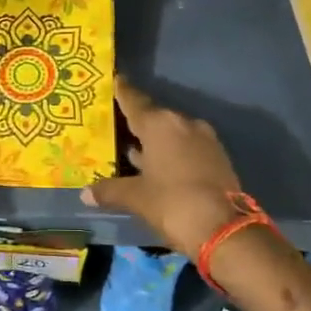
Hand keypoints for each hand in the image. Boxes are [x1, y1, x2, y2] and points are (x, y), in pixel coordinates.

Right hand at [83, 79, 244, 257]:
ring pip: (172, 133)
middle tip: (117, 126)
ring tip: (135, 151)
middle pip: (154, 116)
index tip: (115, 79)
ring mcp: (204, 139)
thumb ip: (110, 190)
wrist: (225, 230)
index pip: (134, 100)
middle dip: (136, 123)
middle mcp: (183, 123)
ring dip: (156, 141)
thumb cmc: (172, 204)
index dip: (122, 91)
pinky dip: (172, 152)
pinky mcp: (217, 157)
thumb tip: (85, 193)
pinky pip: (187, 146)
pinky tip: (160, 168)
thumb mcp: (136, 198)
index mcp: (159, 124)